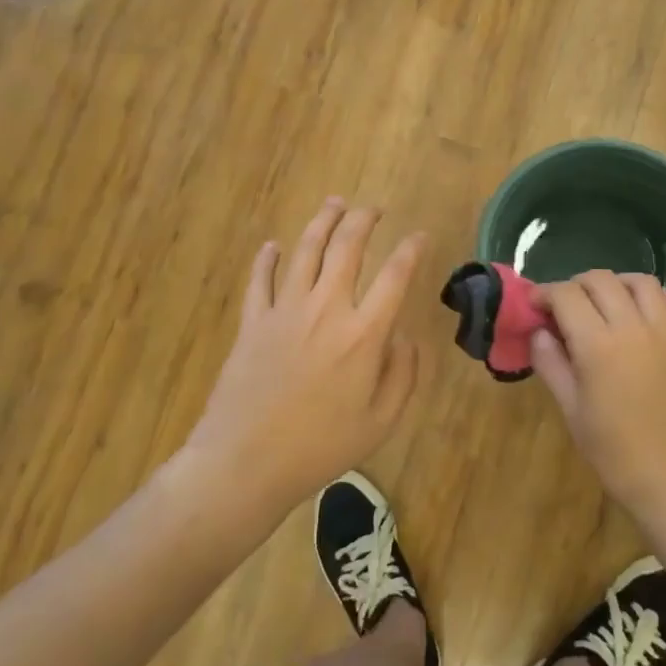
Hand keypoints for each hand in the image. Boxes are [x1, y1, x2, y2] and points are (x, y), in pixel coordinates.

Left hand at [188, 199, 425, 514]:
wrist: (246, 461)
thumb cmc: (320, 447)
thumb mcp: (380, 422)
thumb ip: (402, 375)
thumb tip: (405, 338)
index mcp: (363, 334)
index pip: (394, 276)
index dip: (410, 250)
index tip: (419, 236)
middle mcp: (326, 309)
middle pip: (347, 247)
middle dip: (364, 220)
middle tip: (373, 208)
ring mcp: (284, 310)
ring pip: (305, 250)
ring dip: (322, 222)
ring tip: (334, 204)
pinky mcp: (253, 321)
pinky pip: (260, 278)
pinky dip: (267, 258)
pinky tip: (272, 245)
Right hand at [530, 271, 665, 522]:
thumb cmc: (615, 453)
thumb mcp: (571, 410)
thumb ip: (551, 363)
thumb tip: (539, 333)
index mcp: (598, 344)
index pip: (565, 295)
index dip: (544, 294)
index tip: (534, 307)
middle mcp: (633, 327)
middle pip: (600, 280)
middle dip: (574, 286)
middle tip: (563, 308)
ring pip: (640, 281)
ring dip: (615, 284)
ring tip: (602, 303)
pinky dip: (654, 296)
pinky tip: (641, 312)